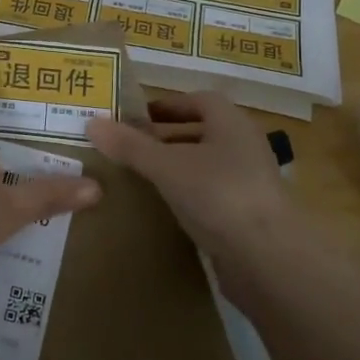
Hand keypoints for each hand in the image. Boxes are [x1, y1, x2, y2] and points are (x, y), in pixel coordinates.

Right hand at [87, 92, 296, 293]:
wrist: (268, 258)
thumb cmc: (218, 194)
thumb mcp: (166, 166)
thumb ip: (130, 146)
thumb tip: (91, 122)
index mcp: (231, 124)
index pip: (200, 100)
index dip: (169, 104)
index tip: (137, 116)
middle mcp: (245, 147)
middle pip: (203, 132)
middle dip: (168, 136)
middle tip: (131, 145)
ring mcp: (249, 183)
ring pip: (206, 165)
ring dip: (177, 166)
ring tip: (142, 176)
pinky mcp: (247, 215)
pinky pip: (211, 194)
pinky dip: (188, 194)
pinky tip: (165, 207)